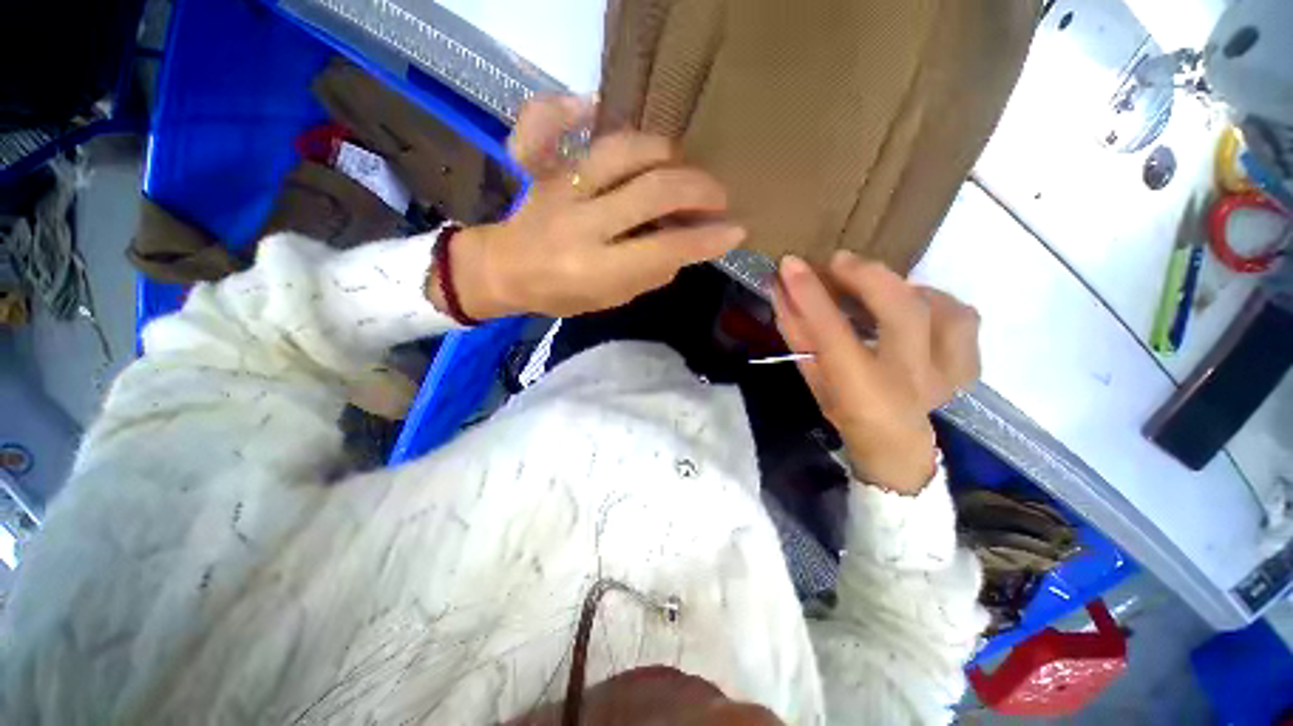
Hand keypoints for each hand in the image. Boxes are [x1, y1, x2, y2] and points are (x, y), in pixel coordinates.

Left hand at [439, 96, 744, 318]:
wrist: (506, 270)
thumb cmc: (561, 295)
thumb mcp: (610, 300)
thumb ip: (649, 275)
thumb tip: (684, 248)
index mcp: (597, 270)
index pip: (664, 249)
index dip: (706, 240)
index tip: (736, 230)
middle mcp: (582, 225)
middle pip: (652, 192)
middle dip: (698, 190)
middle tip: (718, 196)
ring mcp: (562, 189)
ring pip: (622, 152)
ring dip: (665, 154)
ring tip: (683, 166)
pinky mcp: (546, 168)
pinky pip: (552, 125)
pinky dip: (576, 108)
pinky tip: (598, 105)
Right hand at [772, 252, 981, 494]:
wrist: (894, 446)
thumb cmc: (844, 412)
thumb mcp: (813, 379)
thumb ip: (799, 335)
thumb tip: (781, 291)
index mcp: (863, 392)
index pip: (833, 334)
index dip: (811, 295)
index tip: (790, 264)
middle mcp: (912, 381)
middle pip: (902, 312)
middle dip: (868, 277)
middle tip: (839, 261)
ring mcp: (949, 373)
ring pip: (945, 311)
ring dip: (908, 288)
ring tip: (879, 285)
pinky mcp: (968, 365)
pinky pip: (964, 319)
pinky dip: (940, 302)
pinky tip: (915, 304)